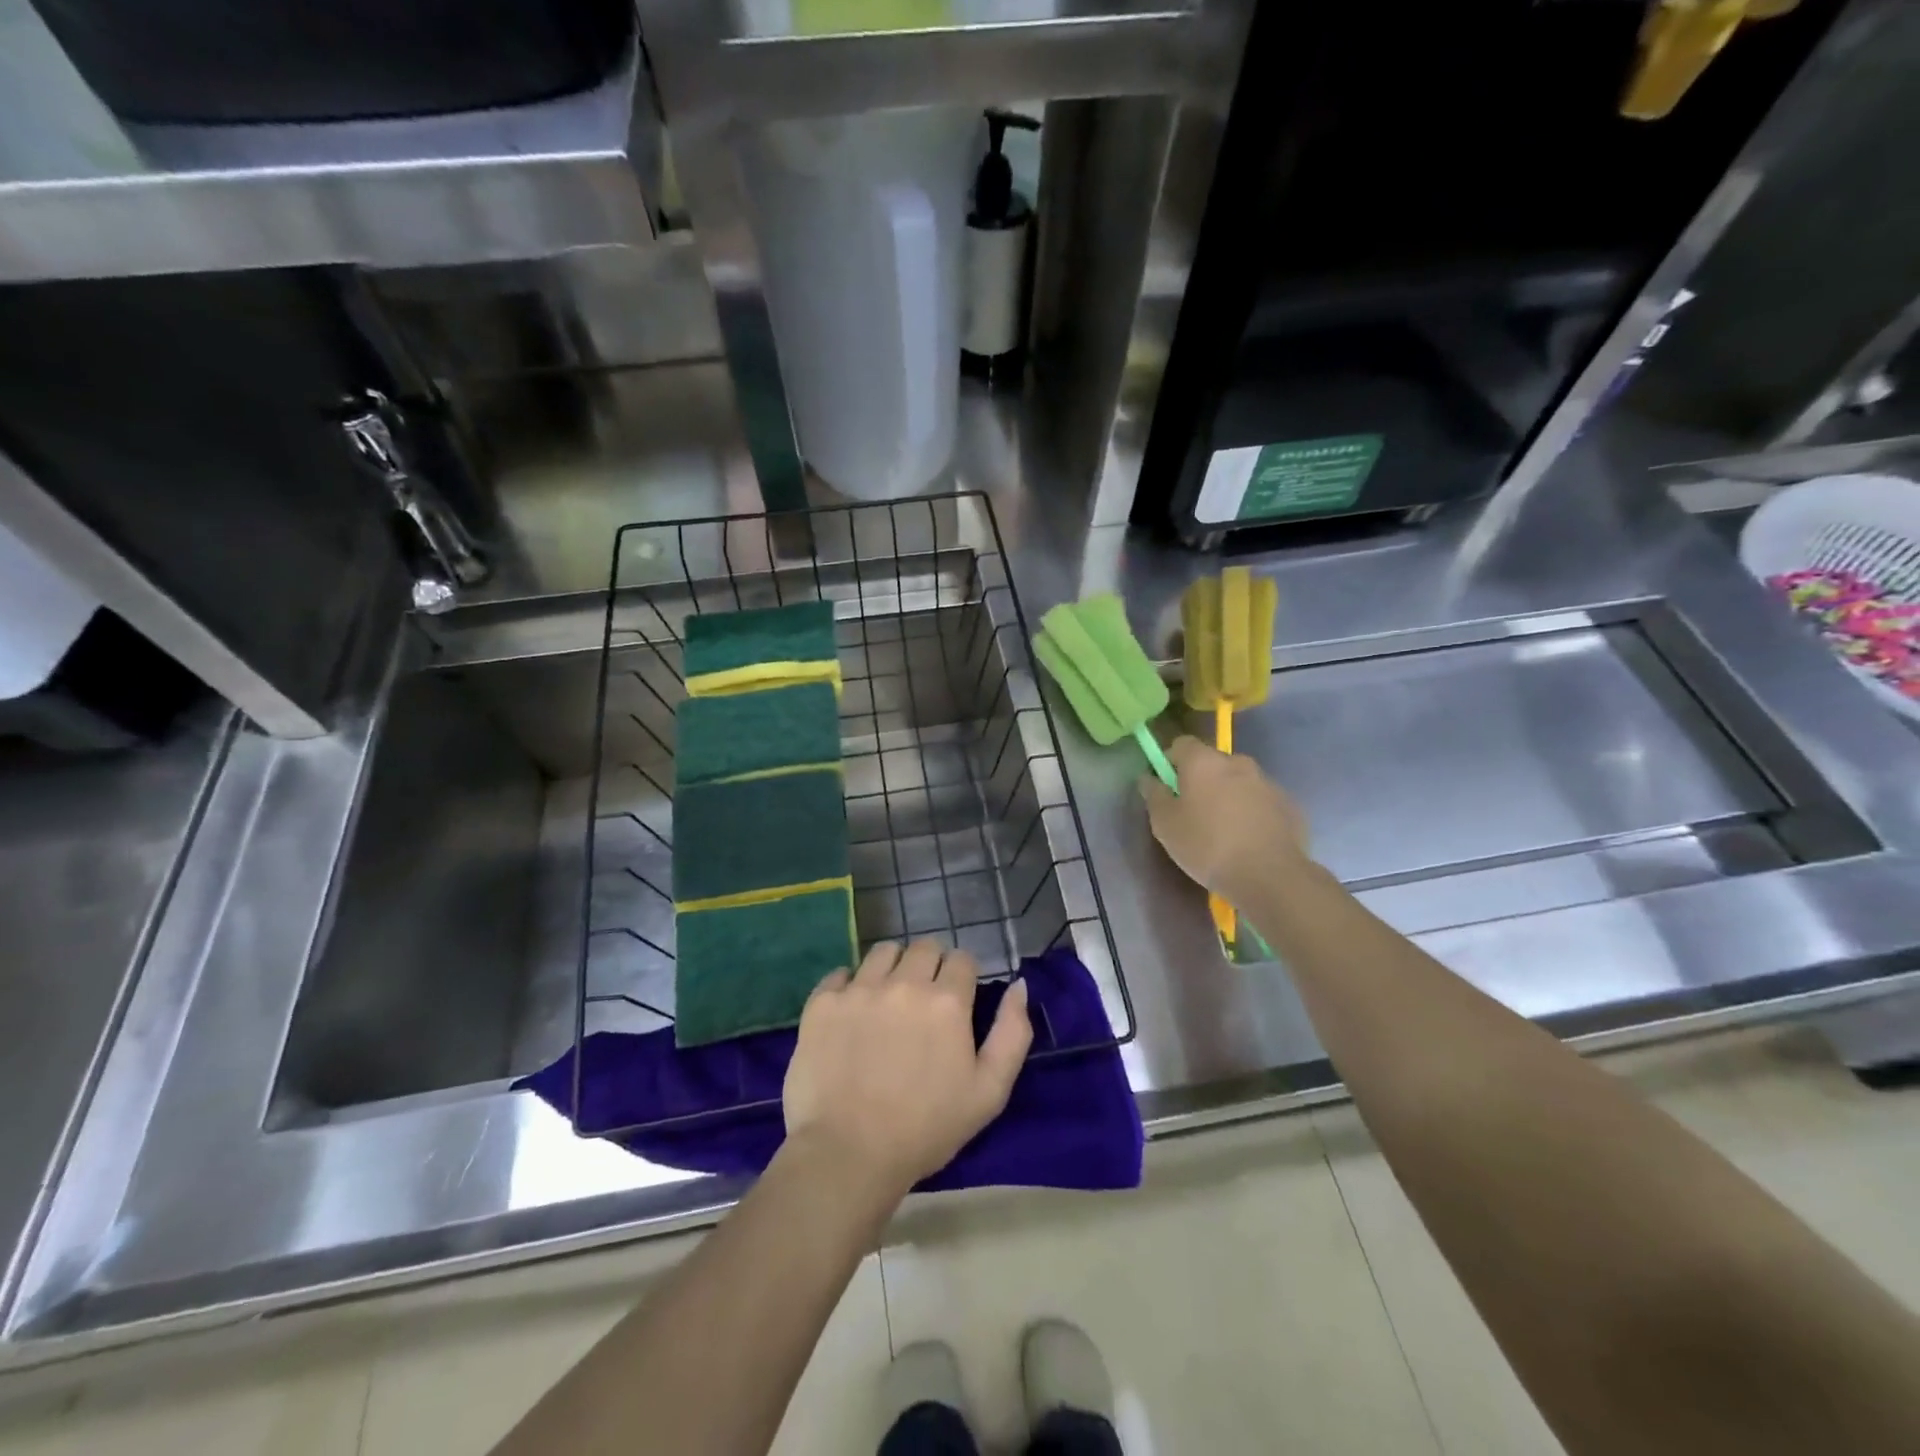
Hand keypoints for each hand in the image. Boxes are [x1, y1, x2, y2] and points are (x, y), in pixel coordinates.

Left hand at [782, 940, 1032, 1198]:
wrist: (848, 1154)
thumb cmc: (926, 1129)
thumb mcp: (990, 1091)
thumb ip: (1012, 1032)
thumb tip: (1019, 985)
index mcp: (947, 1002)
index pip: (962, 959)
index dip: (963, 978)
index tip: (956, 1002)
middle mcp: (904, 983)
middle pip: (924, 946)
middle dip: (930, 966)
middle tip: (924, 1002)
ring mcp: (859, 990)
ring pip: (883, 952)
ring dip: (892, 968)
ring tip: (887, 1001)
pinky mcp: (823, 1003)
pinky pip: (840, 974)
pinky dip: (849, 986)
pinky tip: (852, 1013)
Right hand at [1140, 736, 1311, 899]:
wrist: (1269, 876)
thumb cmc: (1207, 845)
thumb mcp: (1165, 825)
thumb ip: (1154, 795)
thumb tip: (1149, 778)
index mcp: (1204, 761)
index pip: (1181, 744)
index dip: (1170, 761)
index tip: (1166, 786)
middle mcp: (1238, 762)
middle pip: (1212, 762)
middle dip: (1201, 780)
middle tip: (1193, 812)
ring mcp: (1267, 782)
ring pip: (1238, 782)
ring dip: (1228, 796)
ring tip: (1223, 830)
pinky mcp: (1288, 805)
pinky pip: (1261, 801)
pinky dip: (1251, 812)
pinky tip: (1247, 840)